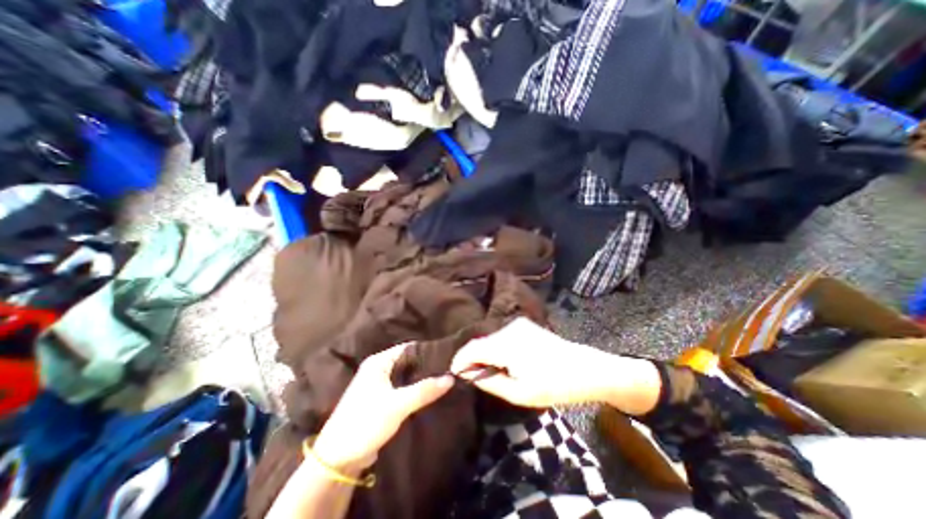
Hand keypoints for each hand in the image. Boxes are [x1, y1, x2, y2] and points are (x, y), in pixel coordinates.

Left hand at [314, 345, 454, 473]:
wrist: (338, 459)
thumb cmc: (365, 423)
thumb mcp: (397, 405)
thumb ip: (424, 390)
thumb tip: (451, 377)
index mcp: (379, 362)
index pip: (409, 348)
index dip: (428, 350)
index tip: (448, 356)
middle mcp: (379, 369)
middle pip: (408, 361)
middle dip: (427, 366)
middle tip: (449, 369)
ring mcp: (379, 384)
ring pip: (407, 376)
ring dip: (422, 379)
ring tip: (444, 379)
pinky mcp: (381, 399)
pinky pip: (403, 389)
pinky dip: (415, 390)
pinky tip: (430, 394)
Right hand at [451, 317, 661, 412]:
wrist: (584, 368)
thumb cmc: (553, 385)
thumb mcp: (520, 392)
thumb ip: (490, 382)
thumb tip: (468, 374)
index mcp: (506, 344)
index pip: (472, 348)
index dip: (460, 359)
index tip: (453, 372)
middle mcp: (509, 329)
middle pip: (480, 342)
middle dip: (471, 358)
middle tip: (469, 376)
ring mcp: (518, 325)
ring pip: (490, 338)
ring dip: (484, 353)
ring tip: (484, 370)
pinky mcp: (524, 325)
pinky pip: (501, 336)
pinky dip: (495, 348)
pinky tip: (501, 361)